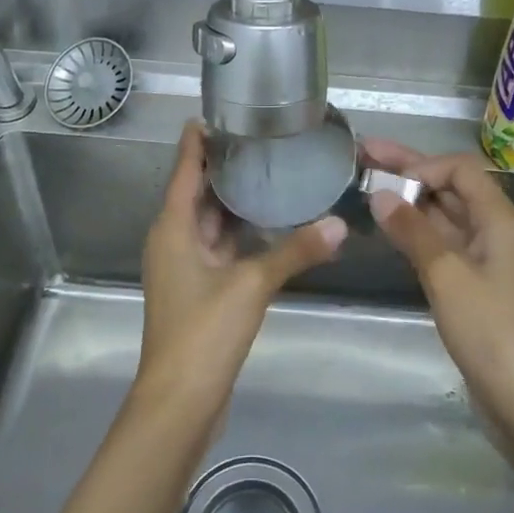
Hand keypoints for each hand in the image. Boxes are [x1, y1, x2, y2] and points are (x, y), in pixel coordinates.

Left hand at [137, 121, 346, 420]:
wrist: (180, 401)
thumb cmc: (204, 331)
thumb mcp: (252, 285)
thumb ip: (296, 250)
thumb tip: (341, 223)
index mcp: (172, 227)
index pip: (187, 167)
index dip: (201, 138)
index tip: (224, 111)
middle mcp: (174, 238)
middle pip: (198, 190)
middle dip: (227, 164)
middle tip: (264, 136)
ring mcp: (186, 265)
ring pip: (211, 219)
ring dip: (237, 198)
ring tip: (273, 169)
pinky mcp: (200, 288)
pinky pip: (221, 245)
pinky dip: (242, 230)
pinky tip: (272, 222)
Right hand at [364, 140, 513, 435]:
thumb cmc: (493, 333)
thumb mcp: (448, 277)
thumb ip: (414, 232)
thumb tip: (380, 194)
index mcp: (500, 220)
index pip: (460, 170)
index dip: (422, 165)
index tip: (384, 178)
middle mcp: (496, 232)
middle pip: (451, 188)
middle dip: (409, 171)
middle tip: (363, 154)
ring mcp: (486, 261)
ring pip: (445, 217)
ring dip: (411, 202)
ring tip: (369, 188)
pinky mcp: (476, 288)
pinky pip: (444, 246)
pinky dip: (418, 233)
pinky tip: (392, 231)